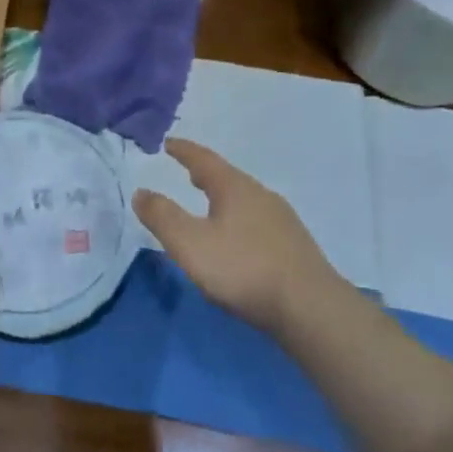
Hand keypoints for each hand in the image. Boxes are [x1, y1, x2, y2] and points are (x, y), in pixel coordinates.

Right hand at [133, 139, 348, 334]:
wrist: (310, 309)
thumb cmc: (243, 269)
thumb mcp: (190, 243)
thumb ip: (162, 217)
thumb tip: (141, 192)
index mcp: (235, 189)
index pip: (204, 160)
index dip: (184, 151)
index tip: (168, 142)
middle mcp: (262, 196)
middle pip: (228, 177)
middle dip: (205, 173)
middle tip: (187, 171)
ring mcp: (282, 221)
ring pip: (246, 199)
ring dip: (224, 197)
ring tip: (208, 204)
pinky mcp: (294, 246)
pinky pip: (258, 220)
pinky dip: (239, 218)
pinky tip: (237, 237)